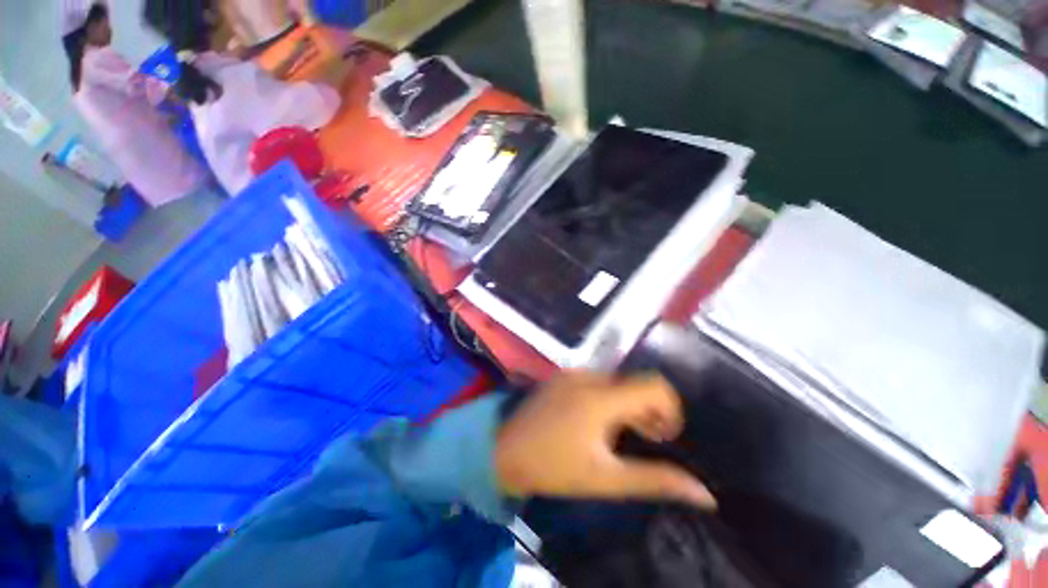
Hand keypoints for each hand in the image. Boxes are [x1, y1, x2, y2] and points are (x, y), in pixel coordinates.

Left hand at [494, 372, 715, 508]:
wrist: (503, 450)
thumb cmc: (554, 467)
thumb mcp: (606, 478)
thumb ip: (655, 480)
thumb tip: (704, 494)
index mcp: (601, 397)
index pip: (654, 385)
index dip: (670, 408)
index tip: (666, 437)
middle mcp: (589, 376)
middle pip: (635, 383)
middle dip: (650, 410)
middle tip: (647, 441)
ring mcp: (573, 373)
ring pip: (617, 382)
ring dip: (629, 405)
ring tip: (622, 435)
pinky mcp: (563, 376)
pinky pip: (597, 381)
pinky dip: (609, 398)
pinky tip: (599, 422)